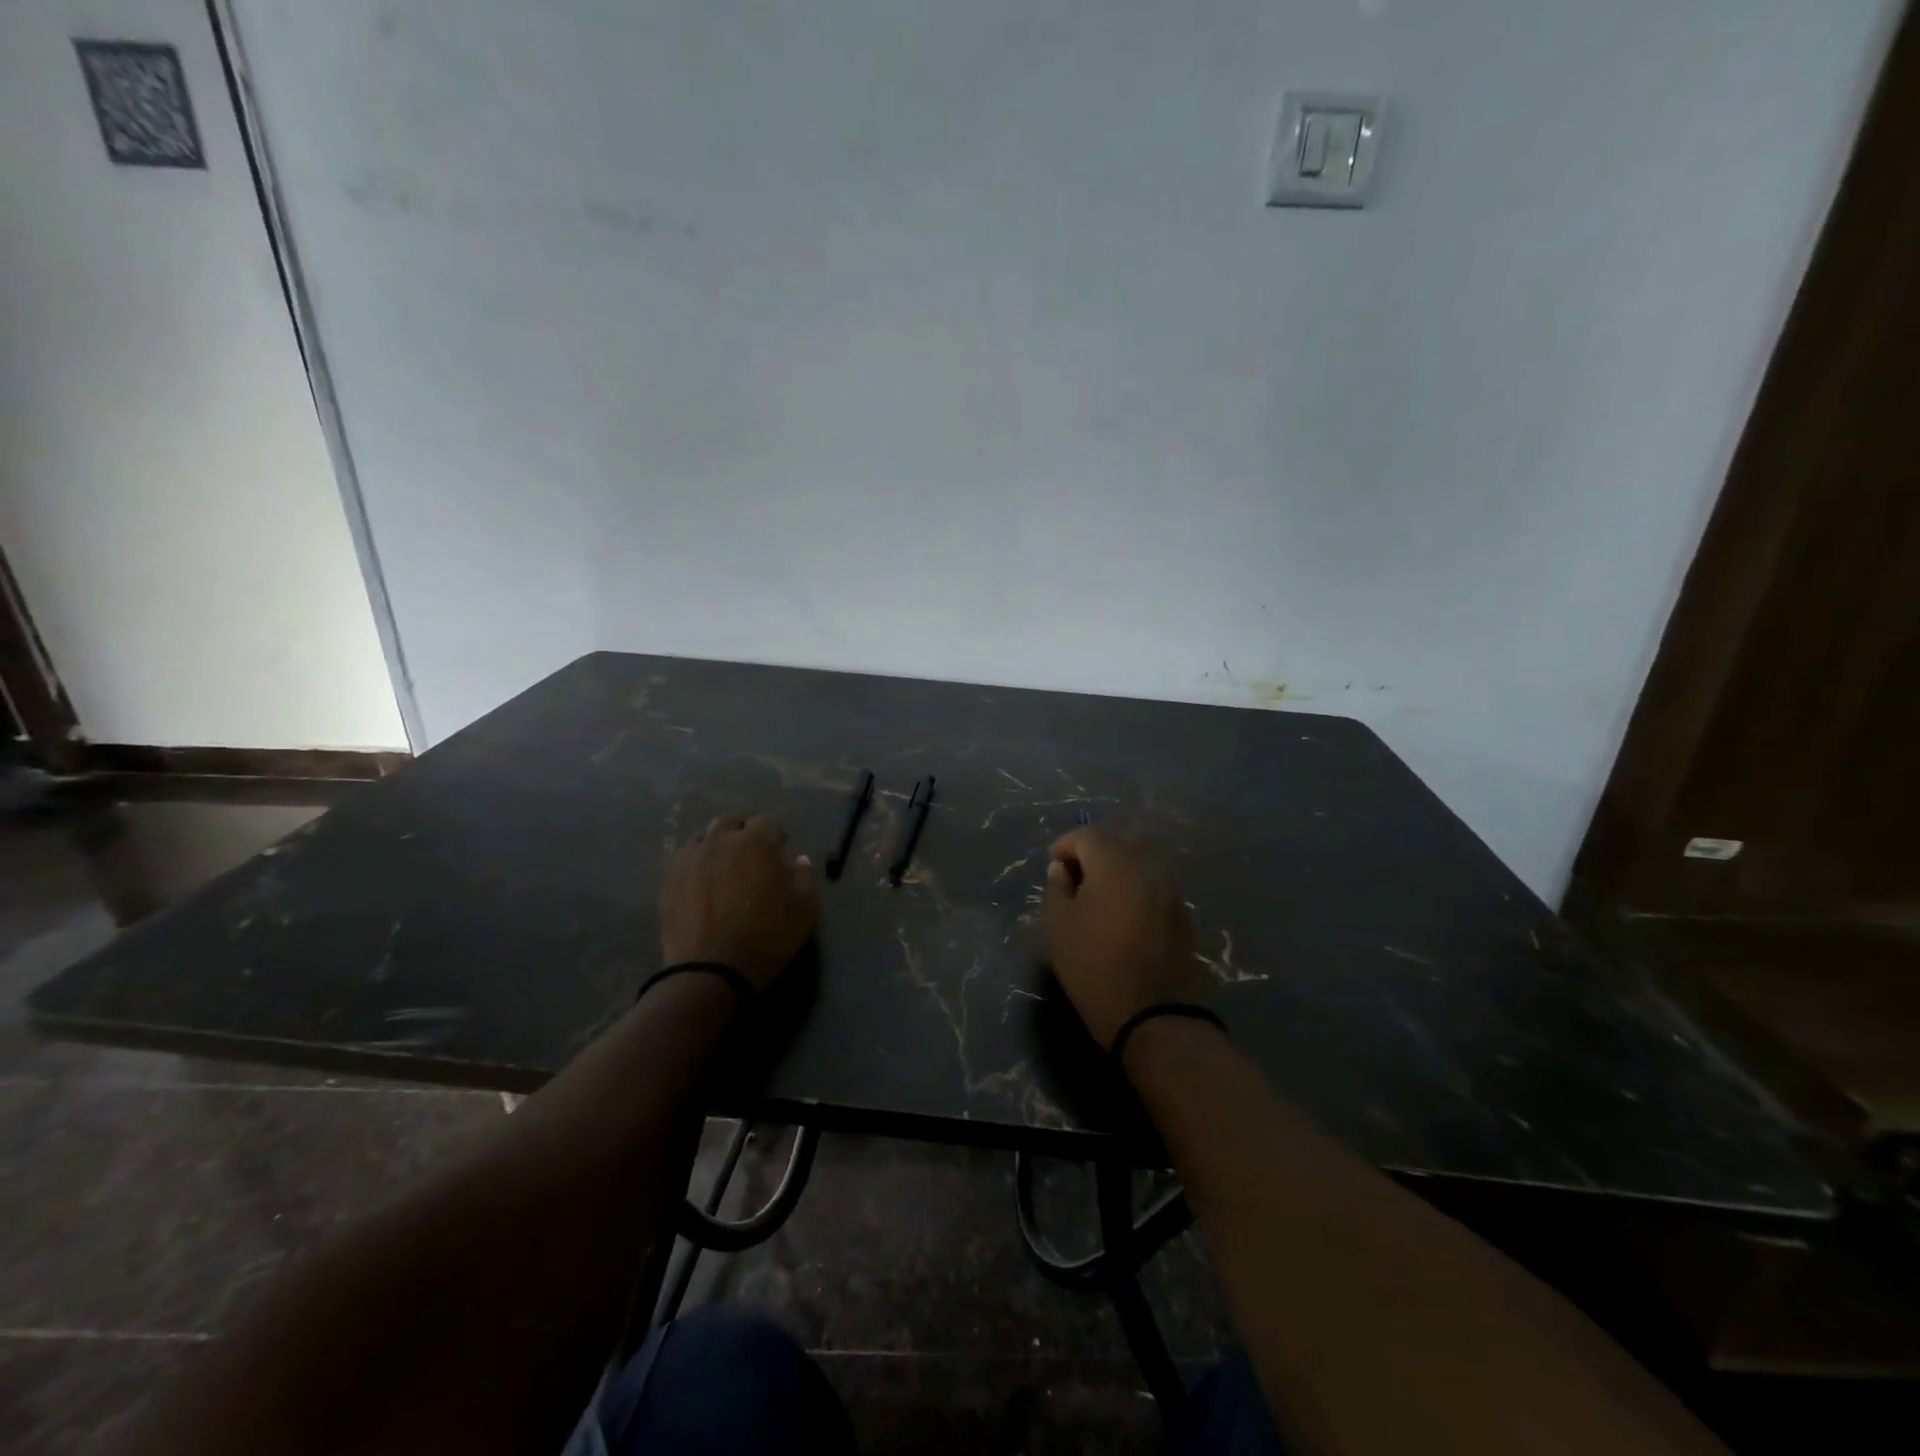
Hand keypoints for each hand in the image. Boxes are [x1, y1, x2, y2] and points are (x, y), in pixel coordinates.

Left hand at [660, 816, 818, 990]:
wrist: (712, 971)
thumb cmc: (767, 937)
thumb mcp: (805, 910)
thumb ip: (805, 877)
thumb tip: (799, 860)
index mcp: (756, 841)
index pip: (767, 822)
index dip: (775, 836)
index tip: (780, 852)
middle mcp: (721, 841)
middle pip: (730, 823)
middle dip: (741, 834)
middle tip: (750, 858)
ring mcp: (691, 859)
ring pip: (704, 839)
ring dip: (716, 846)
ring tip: (723, 869)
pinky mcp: (670, 880)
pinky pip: (685, 861)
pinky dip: (696, 866)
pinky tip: (702, 885)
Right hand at [1043, 828, 1207, 1049]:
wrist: (1155, 1016)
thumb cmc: (1094, 966)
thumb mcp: (1058, 926)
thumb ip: (1056, 888)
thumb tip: (1063, 870)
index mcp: (1115, 864)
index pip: (1087, 836)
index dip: (1065, 845)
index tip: (1052, 865)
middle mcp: (1148, 868)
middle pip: (1116, 846)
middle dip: (1091, 856)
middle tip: (1071, 880)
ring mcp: (1170, 892)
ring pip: (1136, 868)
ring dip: (1114, 875)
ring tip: (1095, 901)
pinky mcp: (1183, 917)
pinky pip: (1151, 890)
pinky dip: (1133, 893)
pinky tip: (1121, 919)